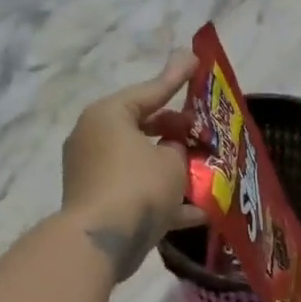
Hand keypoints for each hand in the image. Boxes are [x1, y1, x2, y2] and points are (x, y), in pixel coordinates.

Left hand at [62, 53, 199, 280]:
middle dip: (177, 130)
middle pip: (144, 126)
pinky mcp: (99, 201)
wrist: (102, 241)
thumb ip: (177, 148)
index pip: (150, 90)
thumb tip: (171, 148)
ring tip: (207, 169)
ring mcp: (94, 171)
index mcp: (109, 115)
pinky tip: (200, 212)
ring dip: (173, 167)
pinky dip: (164, 198)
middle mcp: (95, 138)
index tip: (195, 61)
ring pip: (142, 162)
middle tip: (203, 128)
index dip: (177, 78)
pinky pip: (137, 192)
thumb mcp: (171, 161)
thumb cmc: (139, 186)